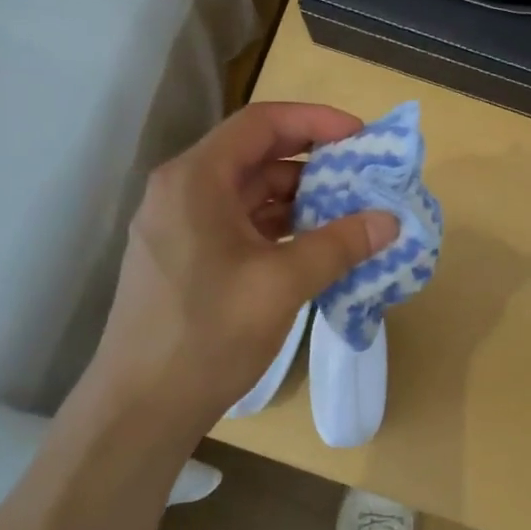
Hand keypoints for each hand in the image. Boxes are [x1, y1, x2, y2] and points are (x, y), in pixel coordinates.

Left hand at [87, 102, 397, 437]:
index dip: (315, 121)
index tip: (361, 136)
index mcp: (196, 180)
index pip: (262, 123)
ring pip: (248, 193)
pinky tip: (314, 246)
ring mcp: (180, 226)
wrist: (140, 409)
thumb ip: (339, 245)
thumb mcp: (282, 284)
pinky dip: (278, 227)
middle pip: (255, 156)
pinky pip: (238, 224)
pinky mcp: (184, 258)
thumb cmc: (208, 334)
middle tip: (363, 177)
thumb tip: (390, 221)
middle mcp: (182, 191)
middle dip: (313, 162)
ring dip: (299, 198)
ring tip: (349, 213)